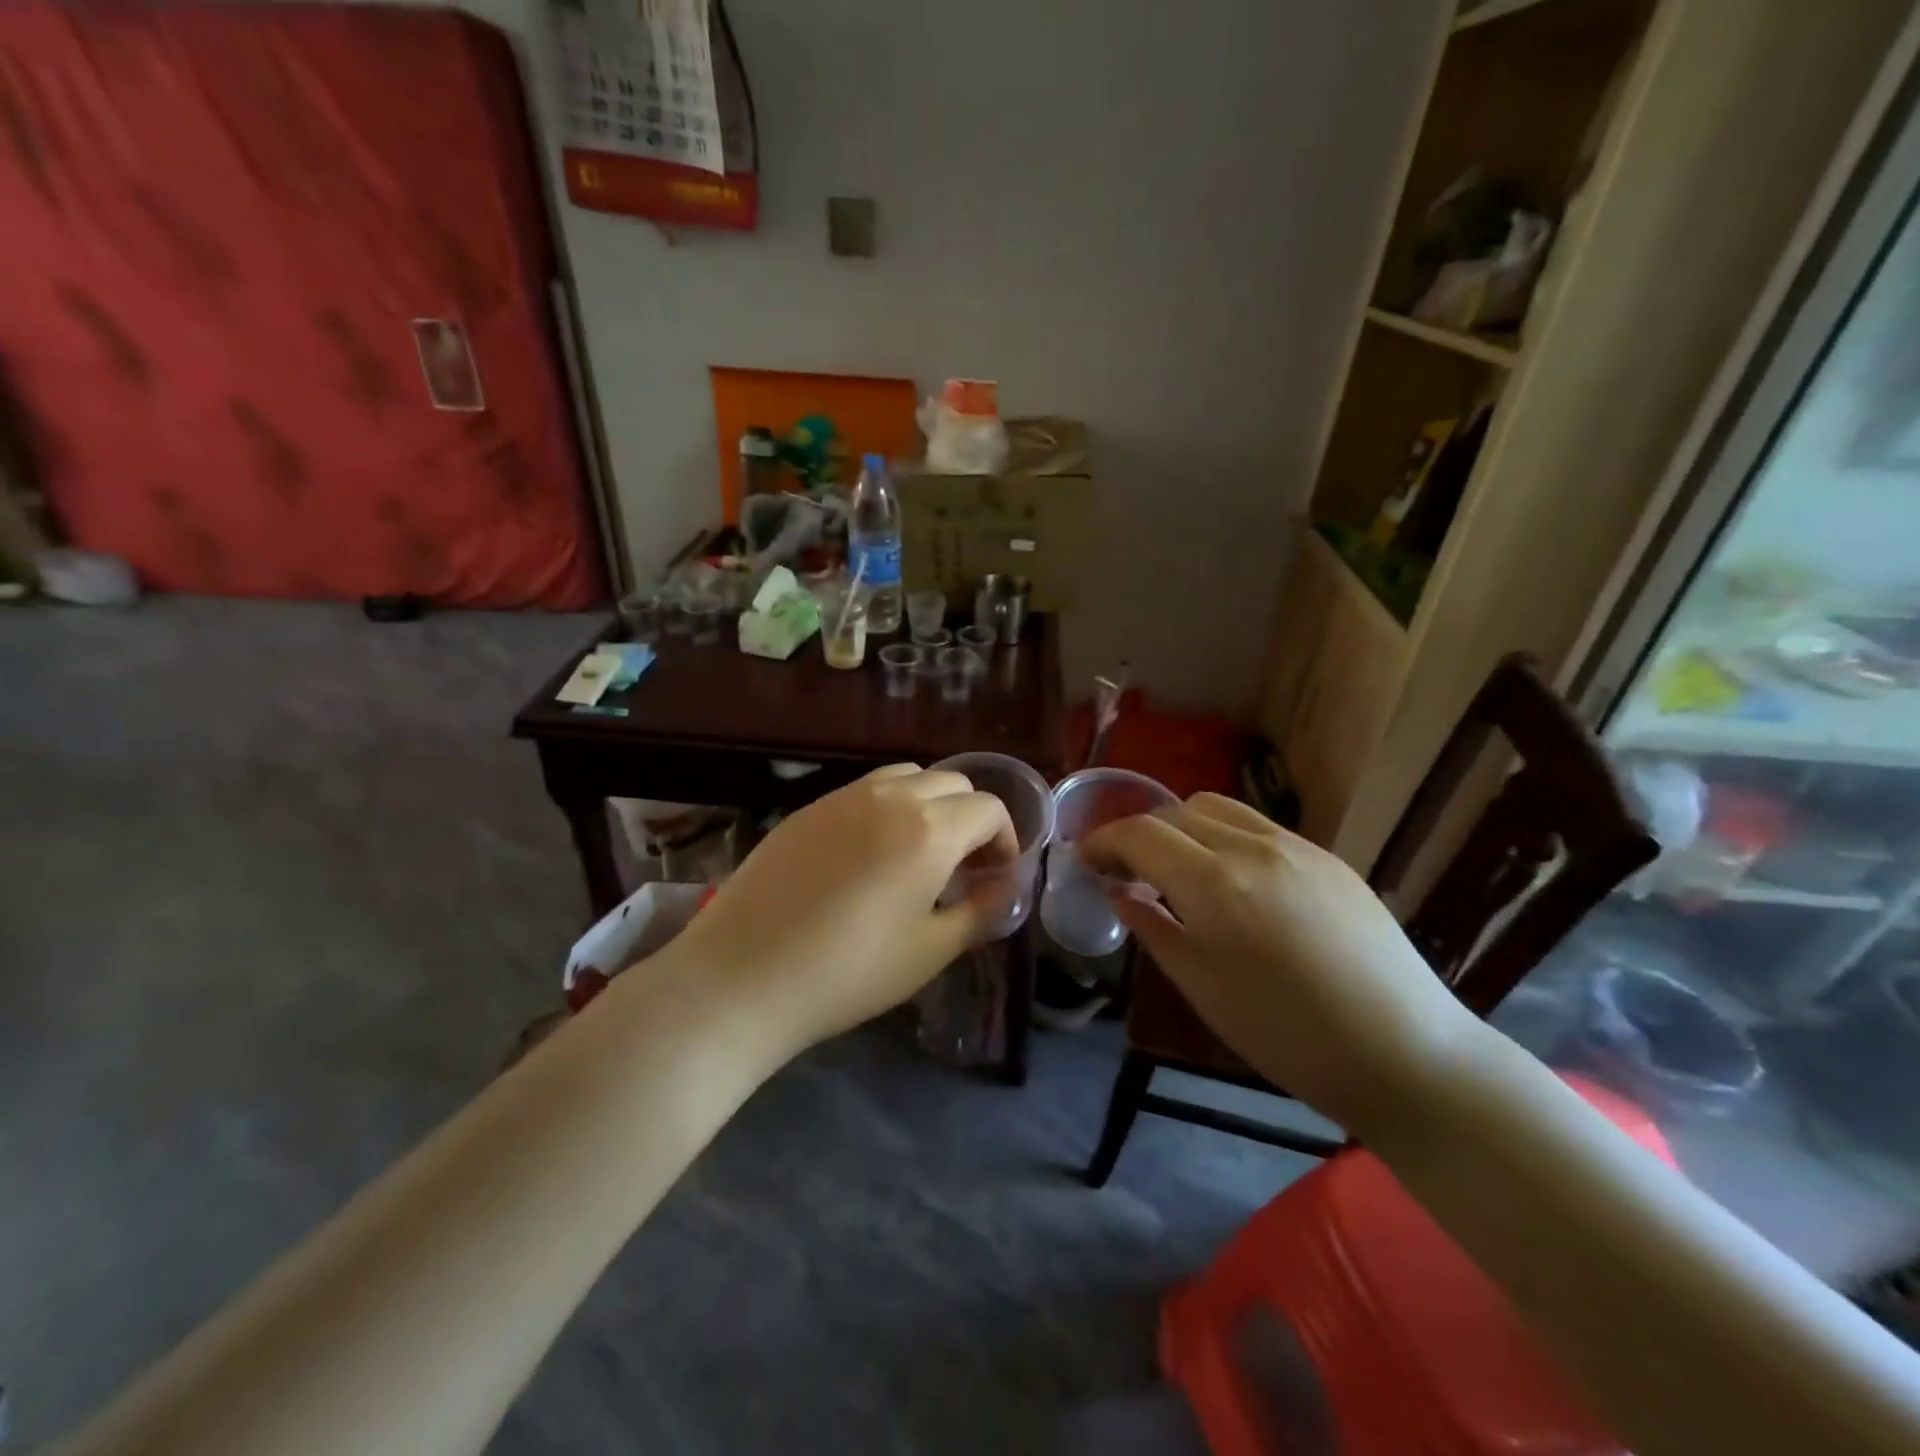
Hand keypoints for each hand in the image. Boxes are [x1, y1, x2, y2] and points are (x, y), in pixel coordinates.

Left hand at [655, 764, 1017, 1056]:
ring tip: (916, 854)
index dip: (1004, 840)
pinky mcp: (807, 808)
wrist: (742, 976)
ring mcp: (843, 797)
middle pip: (952, 783)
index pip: (989, 809)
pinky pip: (864, 790)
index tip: (995, 877)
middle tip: (961, 867)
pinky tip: (867, 856)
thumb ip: (980, 912)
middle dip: (970, 818)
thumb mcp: (930, 951)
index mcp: (930, 829)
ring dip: (929, 804)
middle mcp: (890, 796)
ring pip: (907, 777)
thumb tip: (1006, 888)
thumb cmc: (849, 972)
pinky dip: (887, 807)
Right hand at [1079, 793, 1483, 1135]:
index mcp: (1215, 884)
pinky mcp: (1327, 856)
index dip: (1103, 840)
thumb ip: (1154, 930)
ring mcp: (1296, 846)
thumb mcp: (1204, 989)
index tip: (1085, 860)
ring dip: (1181, 826)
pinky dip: (1222, 836)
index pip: (1140, 834)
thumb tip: (1121, 893)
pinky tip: (1230, 879)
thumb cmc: (1290, 1037)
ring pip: (1216, 807)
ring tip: (1175, 868)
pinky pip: (1257, 826)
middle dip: (1139, 833)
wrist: (1408, 1055)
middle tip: (1124, 870)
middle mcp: (1252, 847)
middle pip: (1175, 811)